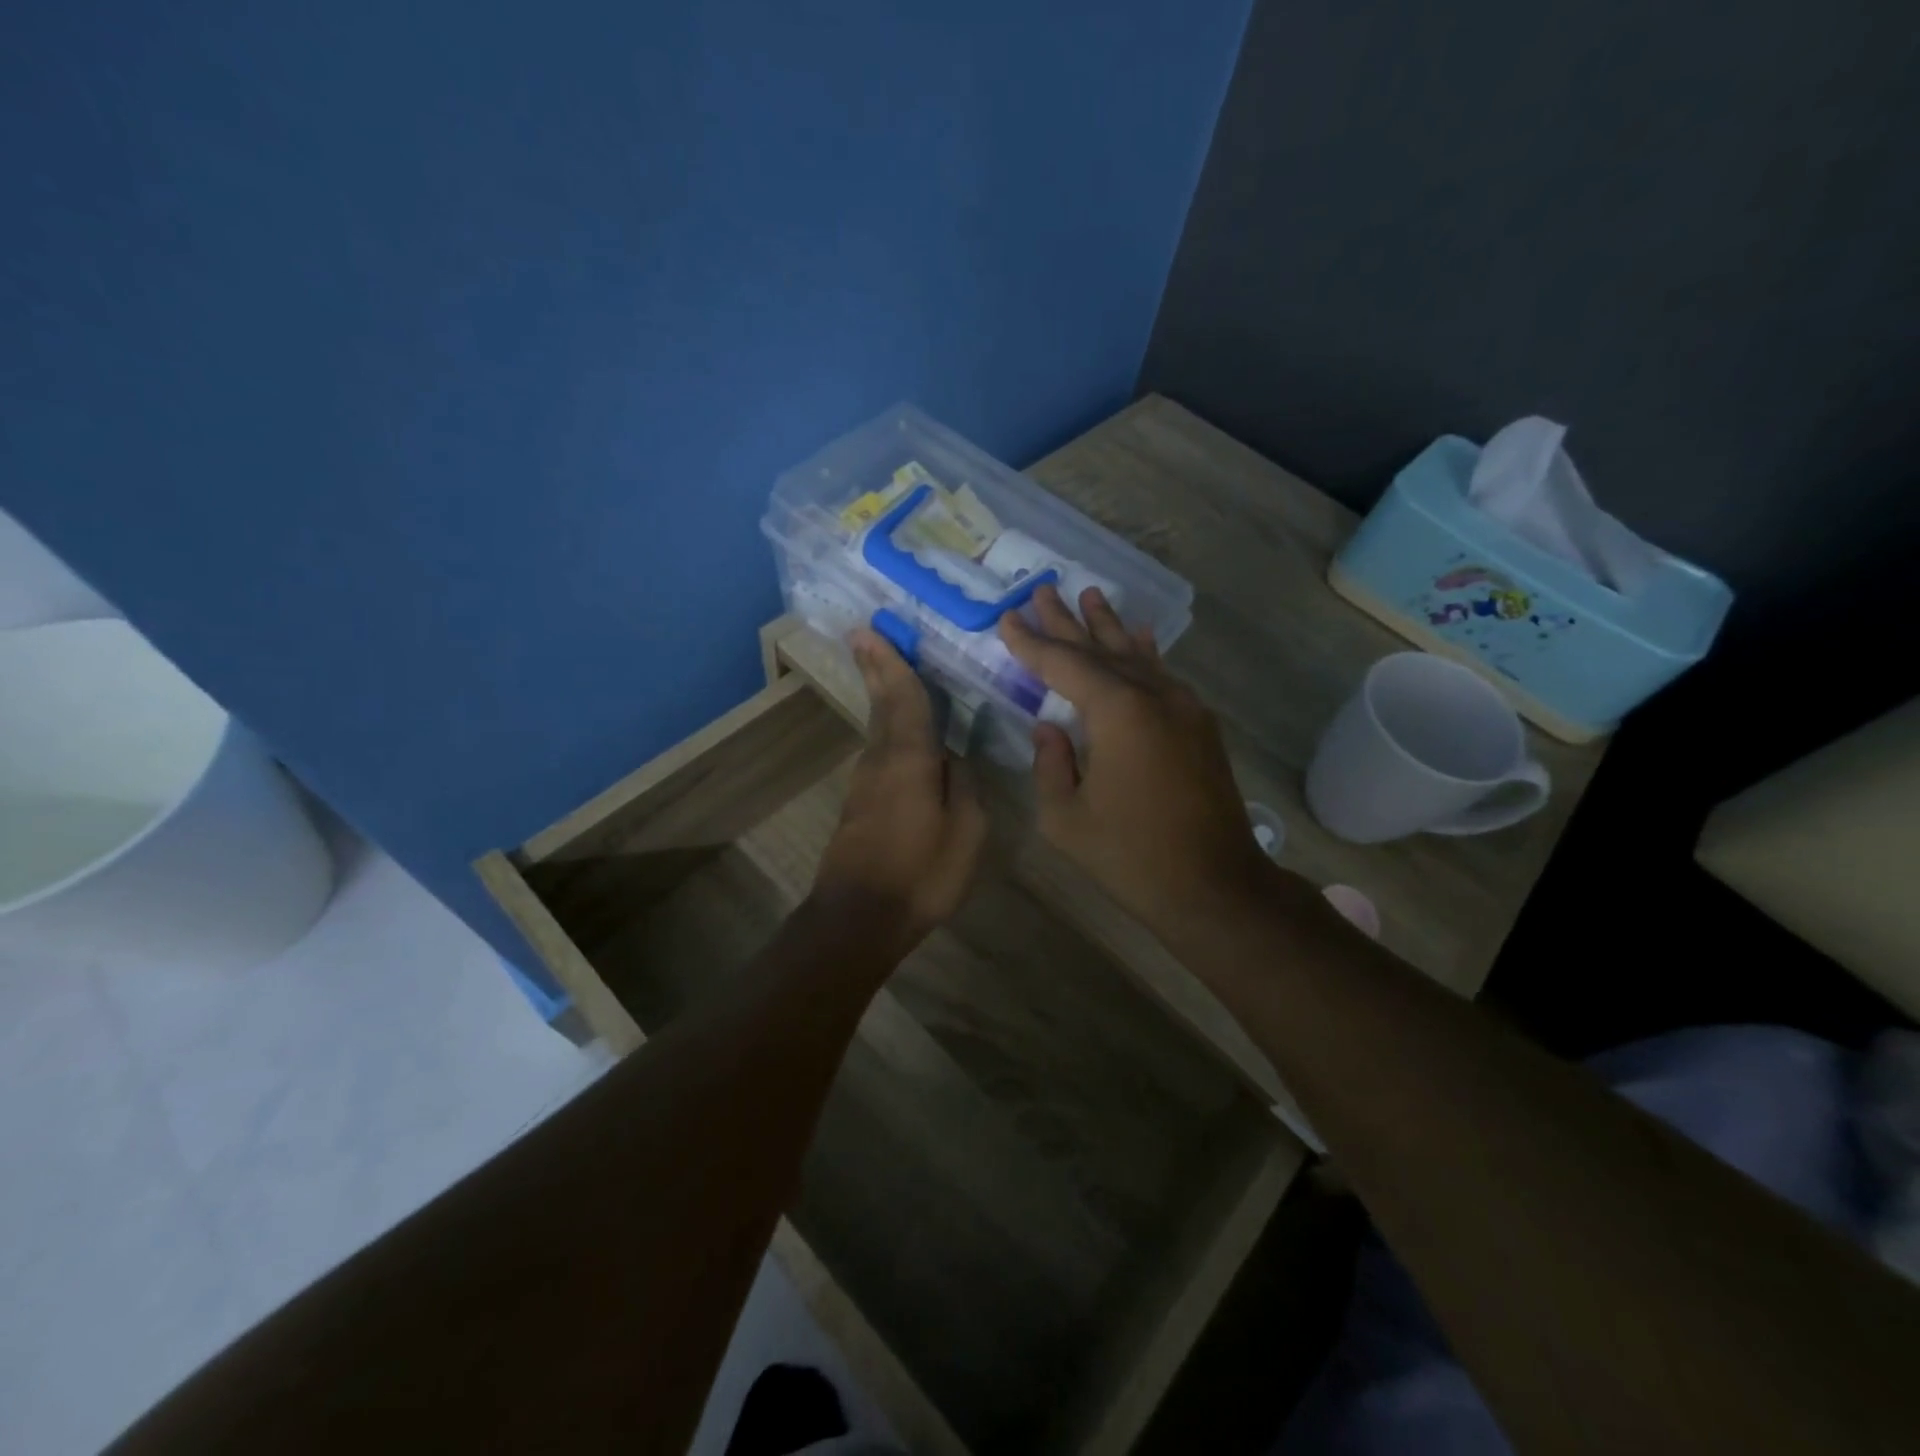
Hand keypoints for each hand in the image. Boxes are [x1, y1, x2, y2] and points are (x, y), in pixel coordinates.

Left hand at [811, 627, 989, 950]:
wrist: (859, 918)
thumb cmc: (921, 873)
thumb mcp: (966, 831)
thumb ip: (963, 786)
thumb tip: (952, 760)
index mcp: (909, 759)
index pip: (904, 699)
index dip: (891, 663)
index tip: (871, 630)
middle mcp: (881, 760)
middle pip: (883, 706)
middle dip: (877, 669)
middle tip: (865, 635)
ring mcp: (865, 783)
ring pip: (879, 729)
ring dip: (883, 696)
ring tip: (888, 670)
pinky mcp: (860, 804)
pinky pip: (881, 753)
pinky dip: (889, 730)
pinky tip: (901, 733)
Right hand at [999, 584, 1268, 937]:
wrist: (1214, 886)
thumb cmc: (1130, 856)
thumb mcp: (1066, 817)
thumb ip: (1050, 763)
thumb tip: (1051, 727)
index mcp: (1117, 712)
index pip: (1063, 664)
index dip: (1031, 643)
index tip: (1009, 617)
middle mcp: (1154, 696)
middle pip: (1101, 649)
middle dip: (1067, 621)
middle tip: (1042, 590)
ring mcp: (1183, 708)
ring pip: (1136, 656)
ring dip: (1108, 627)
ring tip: (1088, 595)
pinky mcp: (1199, 726)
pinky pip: (1163, 676)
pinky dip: (1144, 655)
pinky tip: (1139, 637)